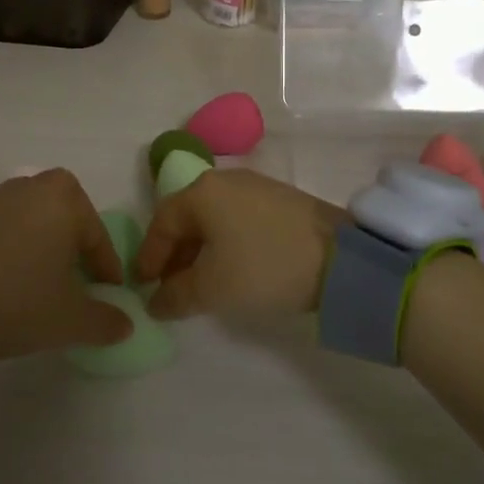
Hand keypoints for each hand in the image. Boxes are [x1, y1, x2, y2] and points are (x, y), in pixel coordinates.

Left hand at [0, 170, 130, 360]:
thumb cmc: (15, 302)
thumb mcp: (69, 321)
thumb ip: (106, 321)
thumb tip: (126, 324)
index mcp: (64, 199)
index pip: (98, 238)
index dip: (107, 272)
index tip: (109, 298)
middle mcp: (32, 187)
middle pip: (68, 220)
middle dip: (76, 249)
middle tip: (77, 284)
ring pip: (37, 222)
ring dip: (46, 248)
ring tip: (43, 286)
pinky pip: (8, 228)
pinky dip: (17, 249)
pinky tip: (10, 281)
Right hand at [134, 169, 344, 319]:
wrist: (341, 257)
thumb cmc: (263, 266)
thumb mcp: (212, 288)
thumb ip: (176, 295)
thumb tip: (155, 302)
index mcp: (201, 192)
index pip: (162, 222)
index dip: (149, 256)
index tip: (142, 285)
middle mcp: (224, 180)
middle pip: (187, 217)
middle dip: (174, 254)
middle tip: (169, 286)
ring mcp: (255, 186)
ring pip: (213, 218)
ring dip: (200, 250)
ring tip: (199, 281)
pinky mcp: (279, 199)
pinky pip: (236, 218)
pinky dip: (225, 242)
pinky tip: (232, 266)